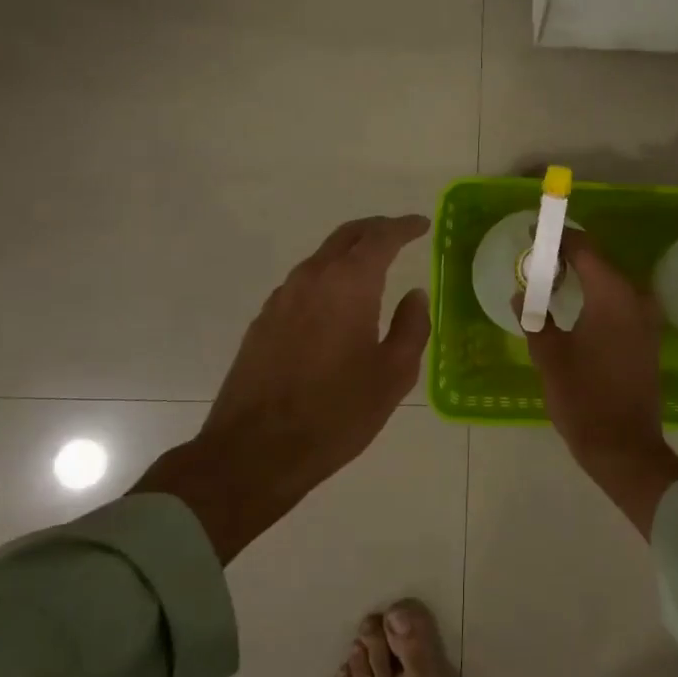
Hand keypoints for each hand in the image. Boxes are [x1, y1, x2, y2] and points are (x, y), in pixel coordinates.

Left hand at [138, 215, 431, 561]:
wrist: (255, 451)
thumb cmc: (337, 412)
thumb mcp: (393, 374)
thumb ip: (412, 327)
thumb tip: (415, 295)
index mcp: (349, 284)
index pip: (381, 237)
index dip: (404, 226)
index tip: (422, 225)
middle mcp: (312, 278)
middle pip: (346, 236)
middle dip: (375, 230)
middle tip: (400, 234)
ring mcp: (281, 298)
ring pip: (321, 258)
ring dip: (349, 255)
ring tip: (372, 269)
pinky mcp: (263, 322)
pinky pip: (303, 285)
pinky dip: (327, 279)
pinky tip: (337, 305)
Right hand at [522, 230, 677, 536]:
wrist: (625, 447)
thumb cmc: (583, 399)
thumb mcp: (549, 357)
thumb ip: (535, 319)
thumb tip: (522, 295)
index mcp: (612, 295)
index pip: (584, 248)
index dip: (559, 238)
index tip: (534, 232)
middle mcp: (636, 298)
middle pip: (600, 263)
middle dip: (569, 257)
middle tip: (537, 261)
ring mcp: (647, 319)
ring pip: (611, 284)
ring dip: (584, 278)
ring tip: (551, 283)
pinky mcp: (648, 337)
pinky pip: (621, 303)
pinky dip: (598, 298)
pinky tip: (576, 309)